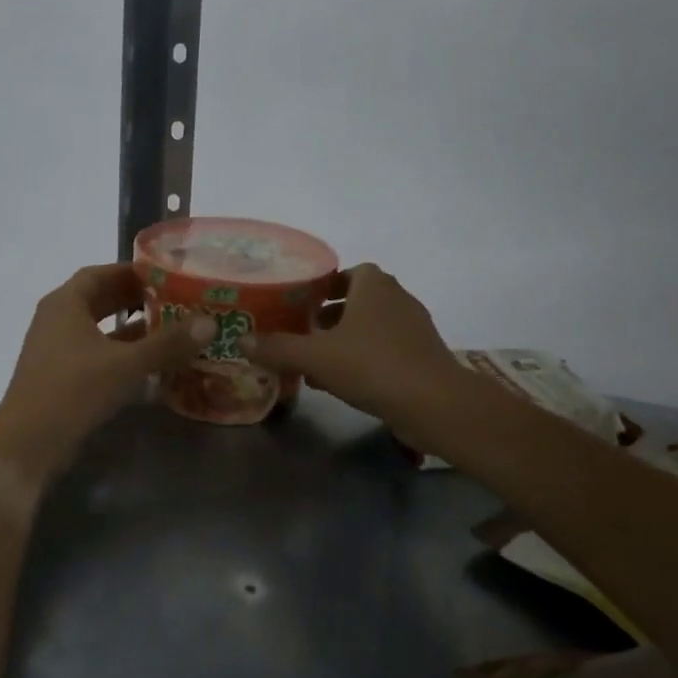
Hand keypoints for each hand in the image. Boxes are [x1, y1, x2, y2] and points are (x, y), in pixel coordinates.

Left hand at [0, 263, 210, 483]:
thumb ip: (167, 342)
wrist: (27, 444)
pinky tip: (148, 360)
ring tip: (168, 327)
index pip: (100, 273)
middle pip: (99, 299)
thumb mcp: (125, 364)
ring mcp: (55, 349)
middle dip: (135, 298)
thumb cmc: (73, 390)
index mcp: (65, 304)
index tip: (165, 274)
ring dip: (129, 326)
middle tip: (173, 299)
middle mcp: (56, 319)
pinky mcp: (60, 376)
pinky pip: (95, 351)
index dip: (131, 271)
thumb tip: (210, 322)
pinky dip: (120, 351)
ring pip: (98, 328)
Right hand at [240, 263, 466, 430]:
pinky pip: (383, 350)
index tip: (300, 304)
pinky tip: (341, 383)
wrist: (435, 404)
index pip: (346, 273)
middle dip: (329, 316)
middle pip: (357, 300)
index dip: (323, 285)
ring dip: (344, 340)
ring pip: (370, 327)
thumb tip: (242, 340)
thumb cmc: (373, 365)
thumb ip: (278, 348)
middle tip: (301, 333)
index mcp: (374, 285)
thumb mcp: (316, 357)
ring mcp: (413, 328)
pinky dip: (362, 359)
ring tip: (314, 362)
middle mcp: (397, 298)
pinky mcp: (421, 357)